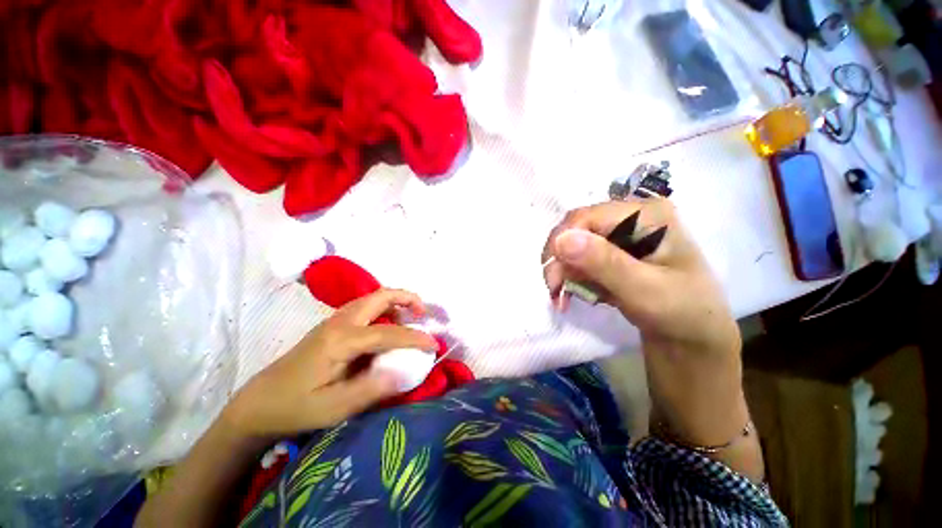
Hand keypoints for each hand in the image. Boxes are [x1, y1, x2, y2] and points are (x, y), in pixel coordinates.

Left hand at [223, 289, 437, 437]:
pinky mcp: (332, 325)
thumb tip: (405, 372)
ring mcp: (334, 321)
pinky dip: (384, 308)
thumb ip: (371, 389)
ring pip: (372, 298)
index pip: (388, 332)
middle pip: (380, 296)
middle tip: (423, 313)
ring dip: (396, 301)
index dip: (415, 337)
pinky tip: (388, 325)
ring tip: (411, 318)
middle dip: (407, 298)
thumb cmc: (296, 407)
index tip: (434, 345)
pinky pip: (366, 306)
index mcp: (341, 340)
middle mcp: (340, 322)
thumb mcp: (334, 408)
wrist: (259, 403)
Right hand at [542, 199, 739, 358]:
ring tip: (564, 299)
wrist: (692, 337)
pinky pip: (579, 259)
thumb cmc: (681, 313)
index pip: (587, 217)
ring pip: (572, 245)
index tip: (553, 280)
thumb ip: (604, 263)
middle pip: (575, 229)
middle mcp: (630, 217)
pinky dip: (573, 278)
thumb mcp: (645, 290)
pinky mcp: (612, 252)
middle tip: (555, 292)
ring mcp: (620, 235)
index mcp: (646, 214)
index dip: (562, 243)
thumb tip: (561, 239)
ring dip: (563, 273)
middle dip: (560, 262)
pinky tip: (578, 294)